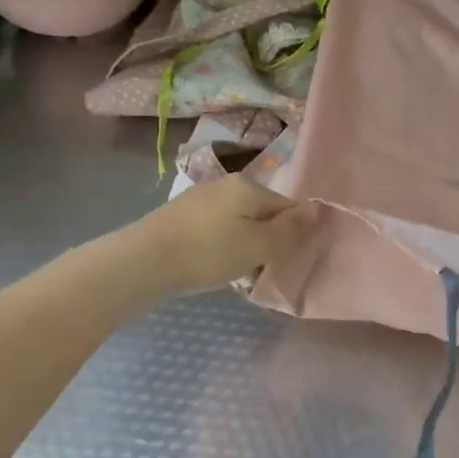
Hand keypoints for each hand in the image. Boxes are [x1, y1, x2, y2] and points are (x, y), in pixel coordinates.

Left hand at [138, 177, 303, 294]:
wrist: (141, 263)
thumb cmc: (207, 253)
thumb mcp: (258, 245)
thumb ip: (290, 229)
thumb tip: (317, 209)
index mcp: (248, 186)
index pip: (287, 207)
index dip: (292, 234)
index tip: (285, 260)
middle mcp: (225, 184)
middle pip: (262, 213)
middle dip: (266, 240)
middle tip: (260, 269)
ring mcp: (199, 199)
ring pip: (238, 223)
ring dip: (243, 246)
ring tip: (235, 273)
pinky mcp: (179, 217)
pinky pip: (215, 230)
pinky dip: (220, 247)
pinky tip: (211, 266)